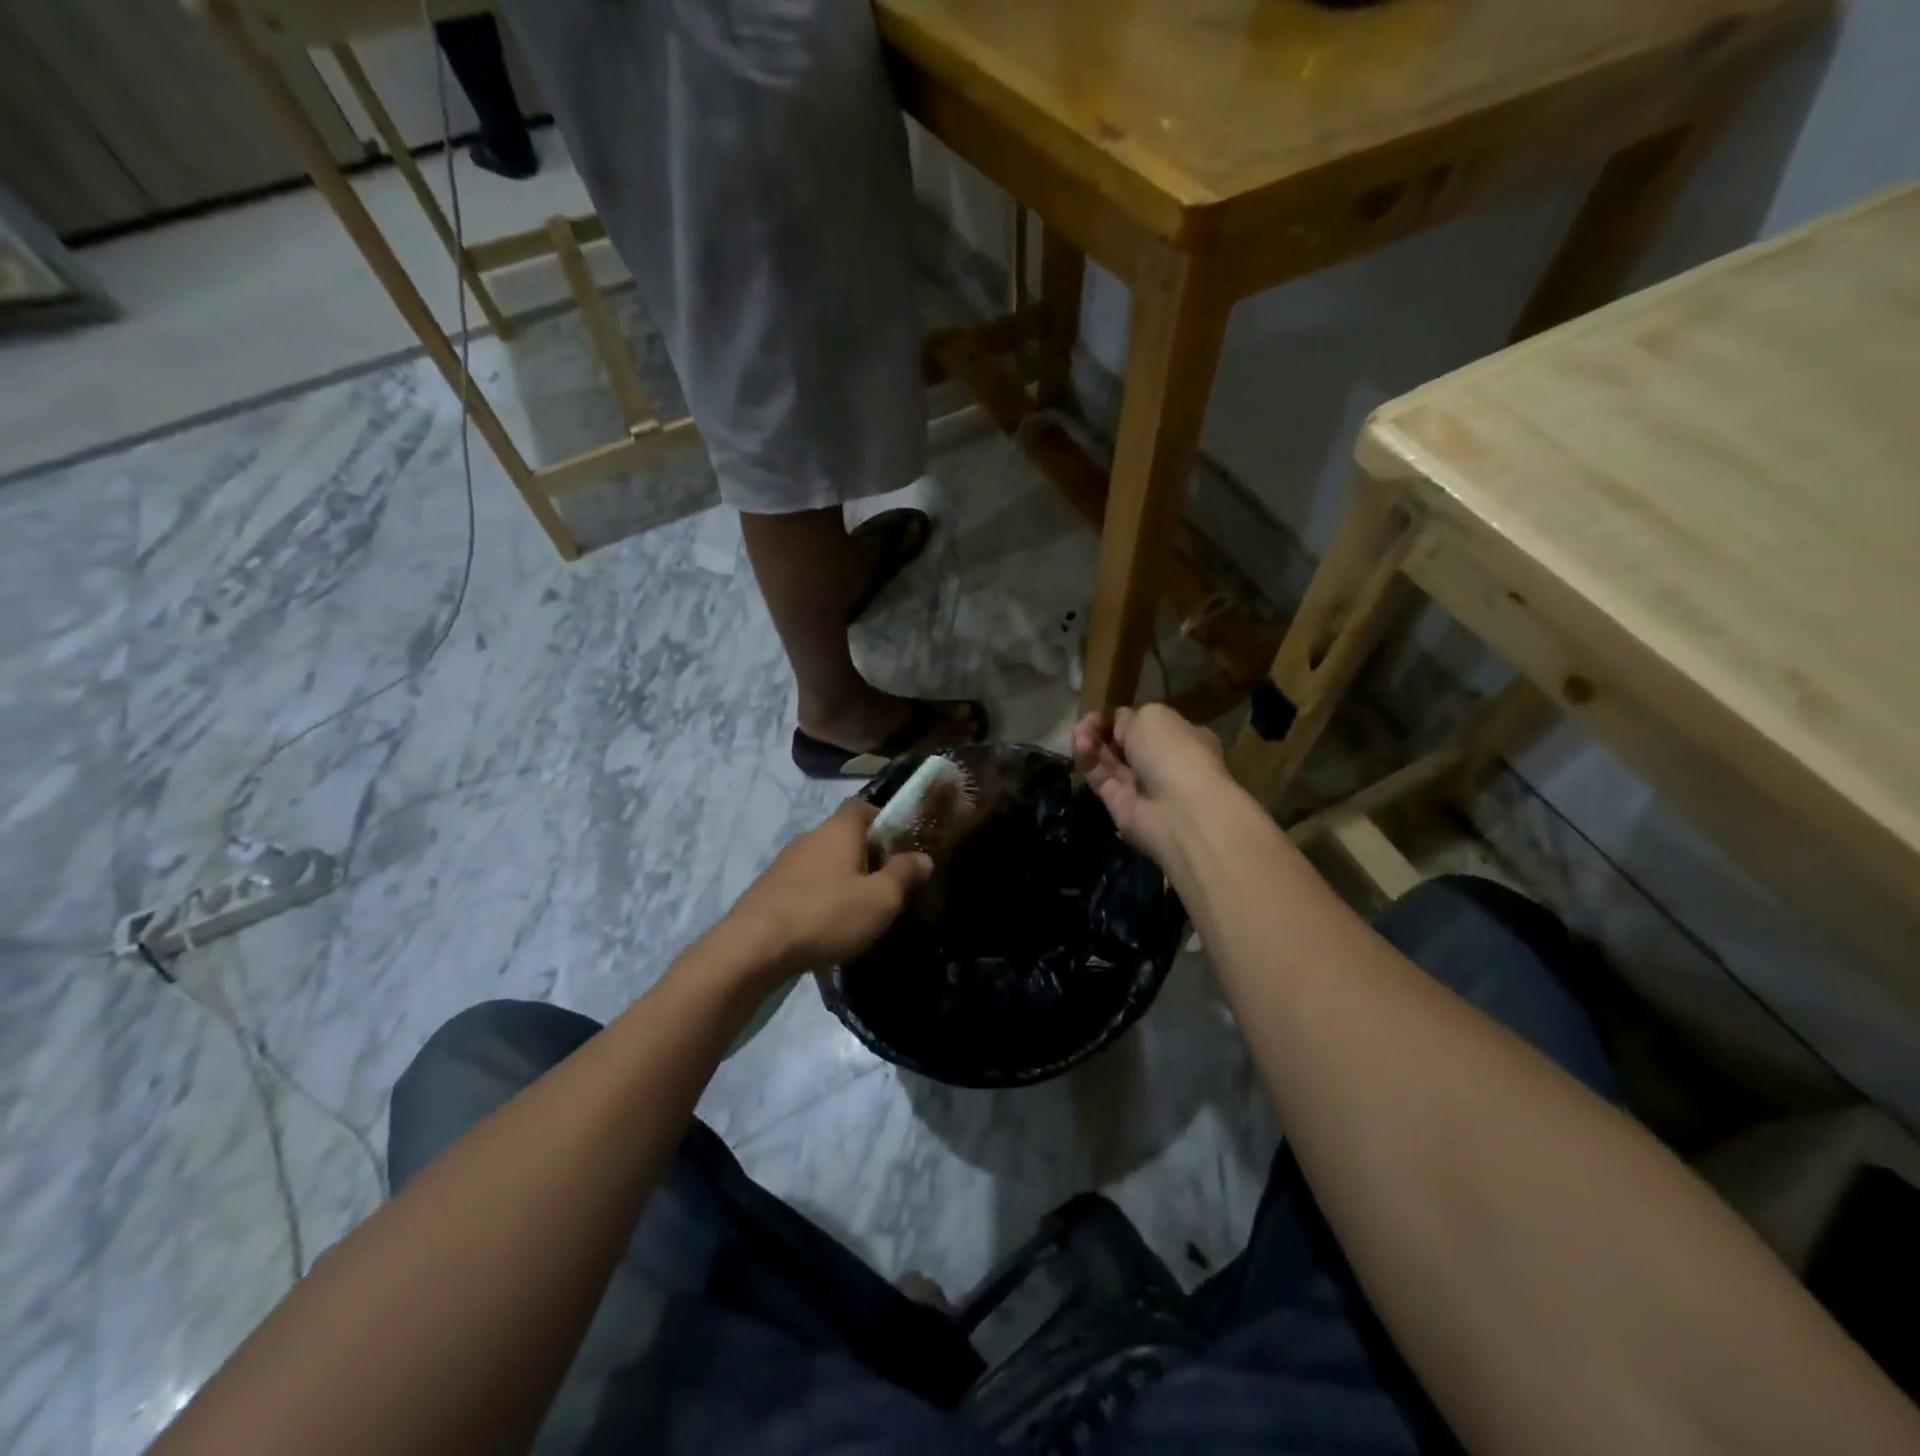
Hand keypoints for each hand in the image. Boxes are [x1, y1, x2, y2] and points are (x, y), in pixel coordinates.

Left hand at [720, 798, 931, 980]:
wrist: (754, 948)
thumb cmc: (827, 914)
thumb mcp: (880, 899)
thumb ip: (904, 874)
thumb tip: (923, 857)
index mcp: (839, 829)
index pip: (862, 806)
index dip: (883, 819)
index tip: (901, 843)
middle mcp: (810, 837)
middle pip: (844, 835)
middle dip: (866, 854)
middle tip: (887, 883)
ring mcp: (785, 863)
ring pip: (823, 862)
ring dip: (841, 878)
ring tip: (859, 909)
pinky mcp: (769, 890)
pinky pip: (805, 885)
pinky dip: (820, 897)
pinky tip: (827, 925)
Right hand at [1071, 704, 1228, 867]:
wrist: (1177, 809)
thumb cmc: (1173, 752)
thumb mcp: (1152, 716)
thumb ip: (1129, 718)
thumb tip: (1118, 725)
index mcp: (1181, 737)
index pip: (1146, 725)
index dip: (1124, 718)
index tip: (1105, 712)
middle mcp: (1161, 761)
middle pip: (1123, 742)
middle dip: (1103, 730)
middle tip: (1087, 722)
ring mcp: (1140, 784)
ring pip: (1108, 759)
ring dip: (1091, 742)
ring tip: (1078, 732)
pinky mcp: (1118, 803)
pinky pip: (1099, 777)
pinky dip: (1088, 761)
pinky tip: (1080, 747)